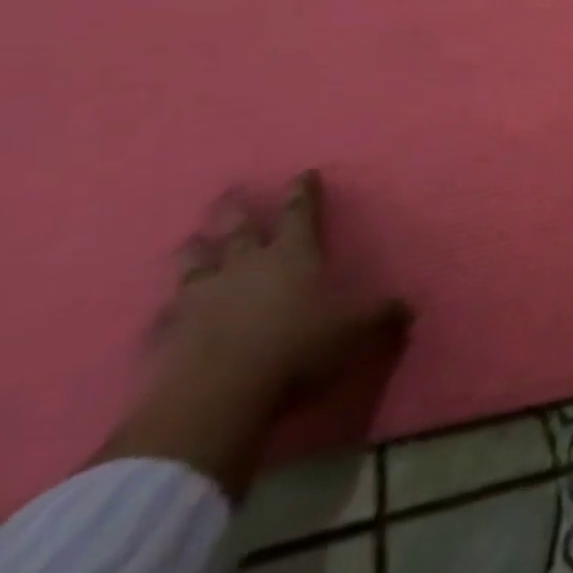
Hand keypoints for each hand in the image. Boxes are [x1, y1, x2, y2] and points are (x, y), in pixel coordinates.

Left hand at [161, 170, 410, 409]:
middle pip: (239, 227)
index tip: (303, 173)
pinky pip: (165, 314)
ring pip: (195, 261)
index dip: (303, 191)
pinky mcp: (166, 334)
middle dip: (237, 208)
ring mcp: (200, 296)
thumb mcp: (354, 333)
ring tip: (193, 240)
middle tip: (231, 192)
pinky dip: (167, 311)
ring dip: (195, 250)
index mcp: (292, 254)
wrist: (215, 399)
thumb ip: (381, 318)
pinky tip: (164, 313)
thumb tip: (408, 309)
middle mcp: (245, 265)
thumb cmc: (296, 350)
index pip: (300, 212)